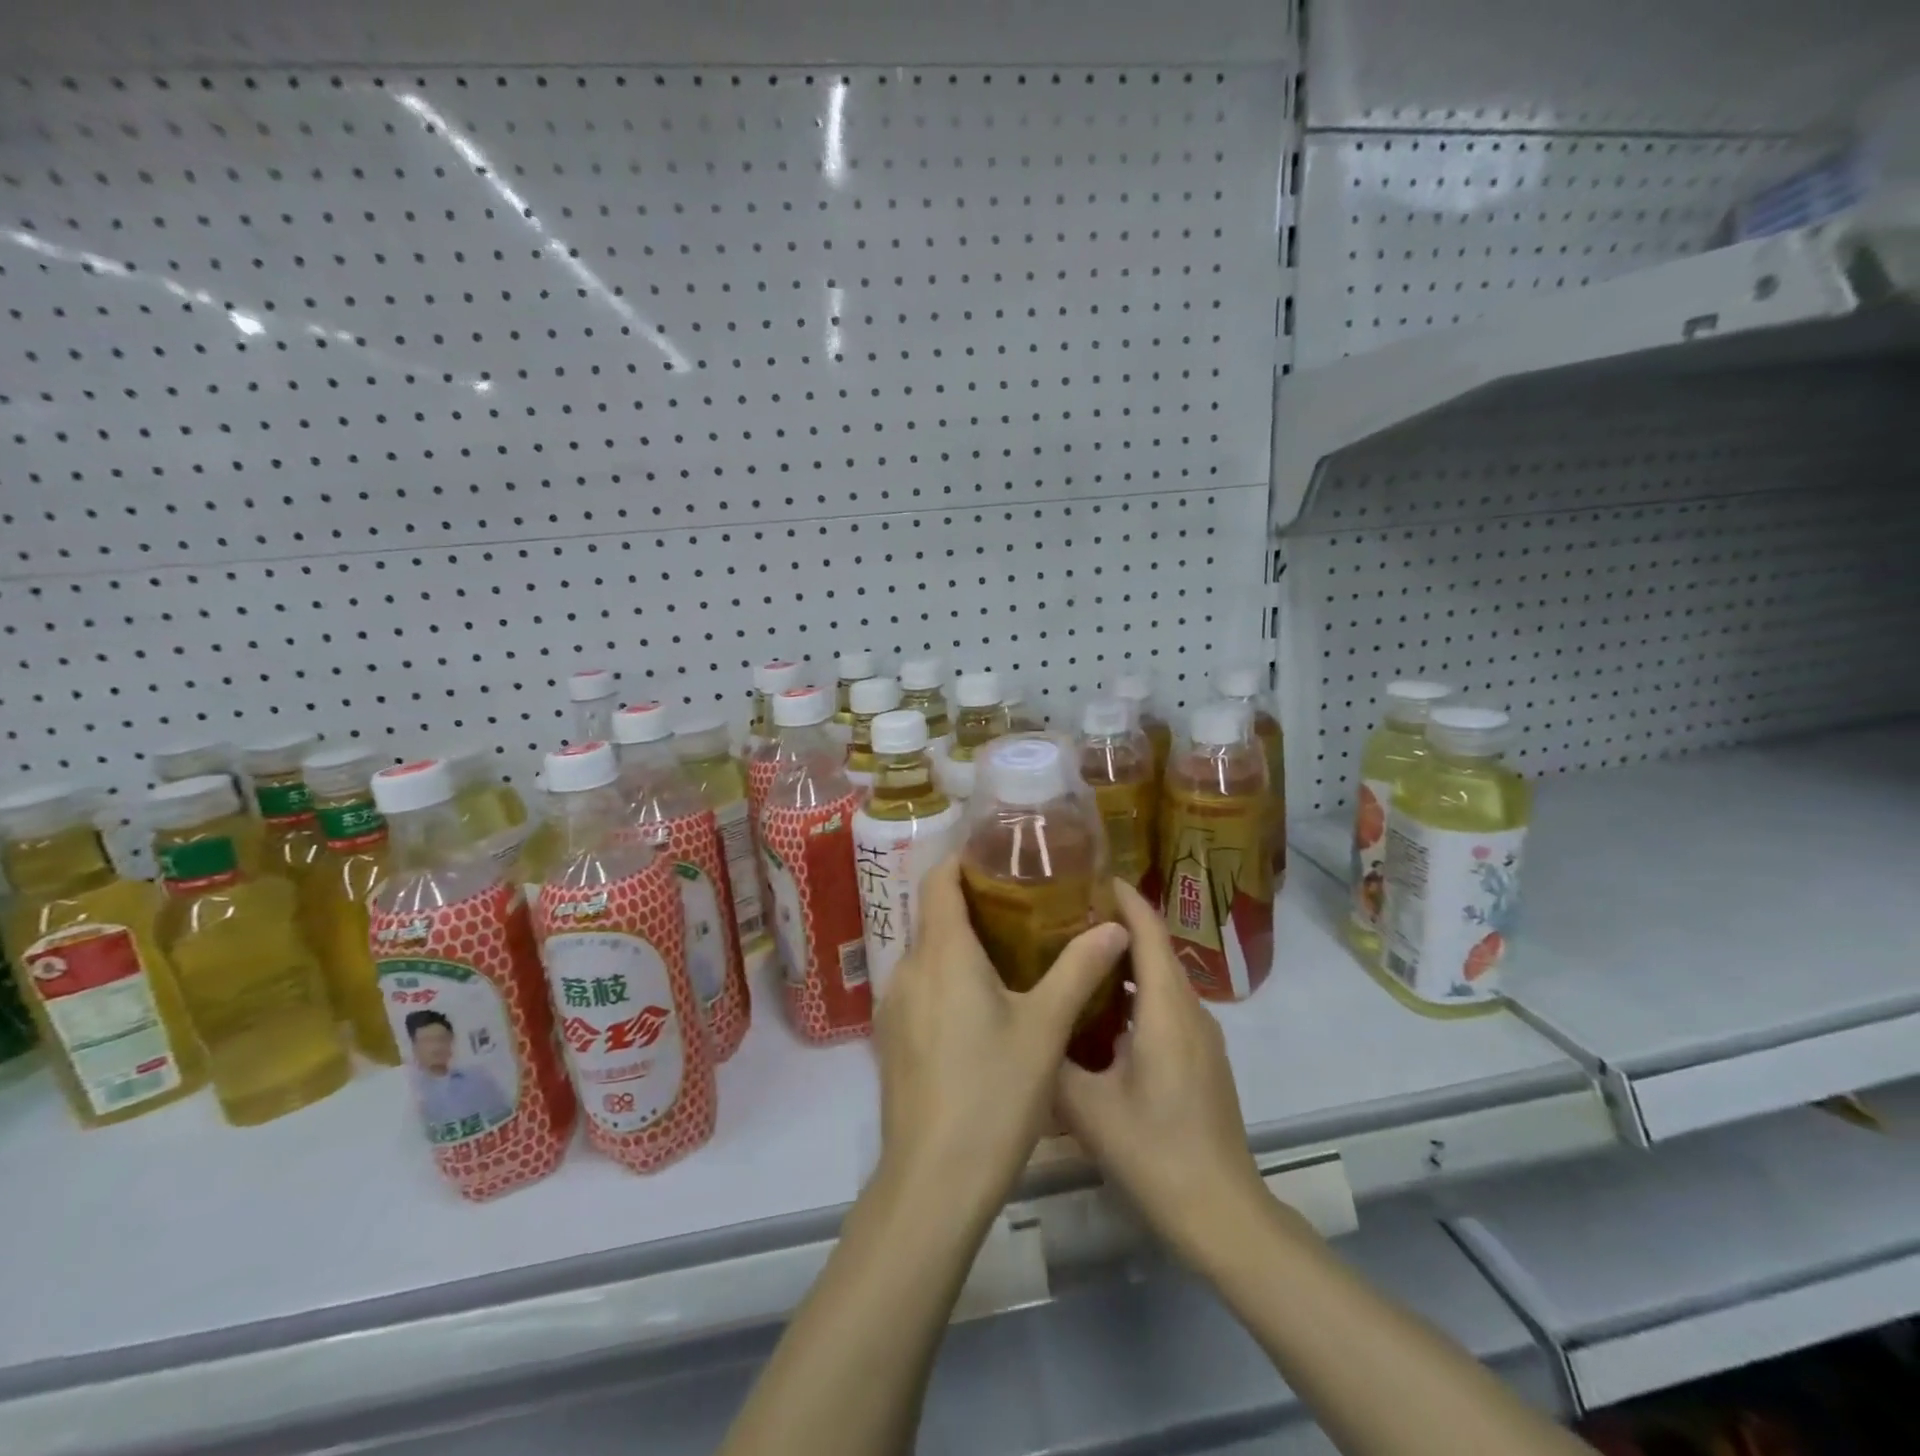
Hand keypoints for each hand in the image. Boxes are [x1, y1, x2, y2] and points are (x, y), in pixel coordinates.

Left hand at [873, 857, 1129, 1223]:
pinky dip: (946, 979)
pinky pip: (919, 987)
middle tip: (1023, 905)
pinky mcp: (890, 1038)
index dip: (965, 860)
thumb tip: (1115, 925)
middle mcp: (908, 968)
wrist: (934, 1181)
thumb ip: (1079, 969)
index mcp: (942, 953)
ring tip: (1009, 952)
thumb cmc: (994, 1093)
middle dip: (972, 903)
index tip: (1001, 856)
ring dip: (960, 944)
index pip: (939, 880)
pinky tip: (980, 1006)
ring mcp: (893, 1005)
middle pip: (933, 915)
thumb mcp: (1046, 1028)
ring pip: (926, 954)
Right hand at [1057, 880, 1266, 1260]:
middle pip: (1155, 947)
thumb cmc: (1156, 1153)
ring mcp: (1201, 1035)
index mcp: (1167, 1008)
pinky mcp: (1201, 1057)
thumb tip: (1020, 1026)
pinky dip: (1135, 990)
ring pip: (1161, 977)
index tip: (1086, 874)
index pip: (1149, 930)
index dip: (1123, 896)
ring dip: (1125, 958)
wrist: (1224, 1214)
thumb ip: (1051, 1059)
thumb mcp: (1087, 1108)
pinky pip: (1166, 1004)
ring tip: (1075, 953)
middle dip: (1116, 922)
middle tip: (1062, 912)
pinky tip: (1101, 1010)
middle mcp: (1190, 1009)